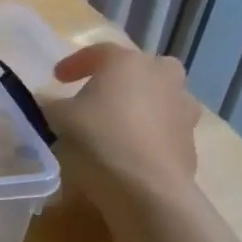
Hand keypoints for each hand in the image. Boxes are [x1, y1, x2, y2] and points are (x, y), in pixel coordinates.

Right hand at [44, 42, 200, 219]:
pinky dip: (150, 133)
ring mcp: (183, 109)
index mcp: (127, 62)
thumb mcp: (57, 118)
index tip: (57, 78)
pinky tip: (131, 151)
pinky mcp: (191, 141)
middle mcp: (162, 76)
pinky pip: (166, 128)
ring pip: (160, 97)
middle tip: (99, 94)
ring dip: (141, 104)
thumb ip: (51, 104)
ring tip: (118, 124)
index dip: (75, 64)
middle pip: (141, 68)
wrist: (146, 189)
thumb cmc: (98, 139)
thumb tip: (50, 103)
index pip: (99, 52)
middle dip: (121, 78)